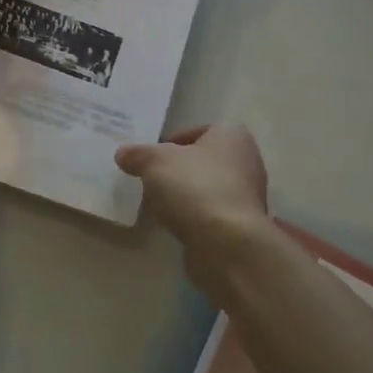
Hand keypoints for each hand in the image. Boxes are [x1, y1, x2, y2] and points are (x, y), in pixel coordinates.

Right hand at [116, 124, 269, 288]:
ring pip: (208, 187)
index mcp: (231, 135)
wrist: (226, 241)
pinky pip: (212, 212)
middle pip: (203, 160)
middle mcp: (247, 160)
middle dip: (178, 170)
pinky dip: (195, 216)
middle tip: (151, 180)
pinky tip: (176, 224)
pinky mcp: (243, 224)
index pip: (197, 131)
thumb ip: (137, 154)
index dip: (171, 142)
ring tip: (159, 205)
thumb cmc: (194, 187)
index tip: (150, 159)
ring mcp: (248, 195)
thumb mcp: (154, 162)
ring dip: (186, 194)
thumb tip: (123, 154)